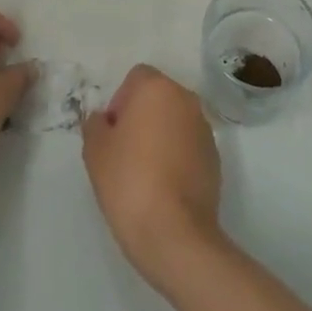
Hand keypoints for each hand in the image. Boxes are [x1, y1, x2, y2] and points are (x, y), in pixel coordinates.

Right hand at [82, 65, 223, 290]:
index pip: (136, 78)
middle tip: (124, 151)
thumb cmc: (128, 181)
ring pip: (175, 120)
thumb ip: (95, 125)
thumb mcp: (95, 151)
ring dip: (161, 135)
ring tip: (144, 172)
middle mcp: (186, 100)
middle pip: (158, 96)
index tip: (112, 133)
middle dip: (141, 116)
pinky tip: (164, 186)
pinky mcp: (215, 157)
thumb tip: (103, 120)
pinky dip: (177, 155)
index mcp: (157, 89)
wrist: (174, 232)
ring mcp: (205, 128)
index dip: (120, 101)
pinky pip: (189, 144)